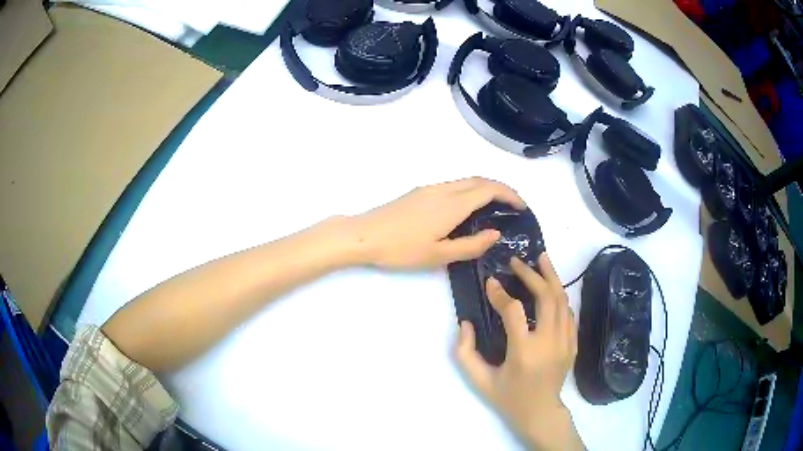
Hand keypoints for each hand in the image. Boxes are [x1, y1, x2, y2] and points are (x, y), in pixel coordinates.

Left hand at [352, 177, 524, 268]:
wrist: (364, 235)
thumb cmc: (401, 249)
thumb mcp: (439, 255)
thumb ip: (471, 245)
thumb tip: (496, 233)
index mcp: (453, 204)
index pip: (490, 189)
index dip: (510, 194)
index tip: (522, 207)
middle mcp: (444, 190)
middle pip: (480, 180)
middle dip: (501, 188)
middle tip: (513, 206)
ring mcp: (430, 188)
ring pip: (466, 181)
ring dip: (485, 188)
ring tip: (495, 208)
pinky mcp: (419, 192)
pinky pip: (453, 185)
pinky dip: (469, 191)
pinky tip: (467, 209)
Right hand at [455, 254, 582, 450]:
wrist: (540, 413)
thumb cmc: (508, 397)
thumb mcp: (479, 380)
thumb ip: (465, 352)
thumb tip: (465, 323)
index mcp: (524, 352)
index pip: (514, 311)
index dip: (500, 294)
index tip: (491, 282)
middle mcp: (549, 342)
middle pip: (546, 297)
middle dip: (531, 274)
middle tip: (517, 262)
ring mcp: (565, 342)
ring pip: (562, 300)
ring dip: (551, 277)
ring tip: (541, 258)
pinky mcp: (573, 344)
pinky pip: (568, 312)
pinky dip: (559, 296)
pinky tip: (551, 286)